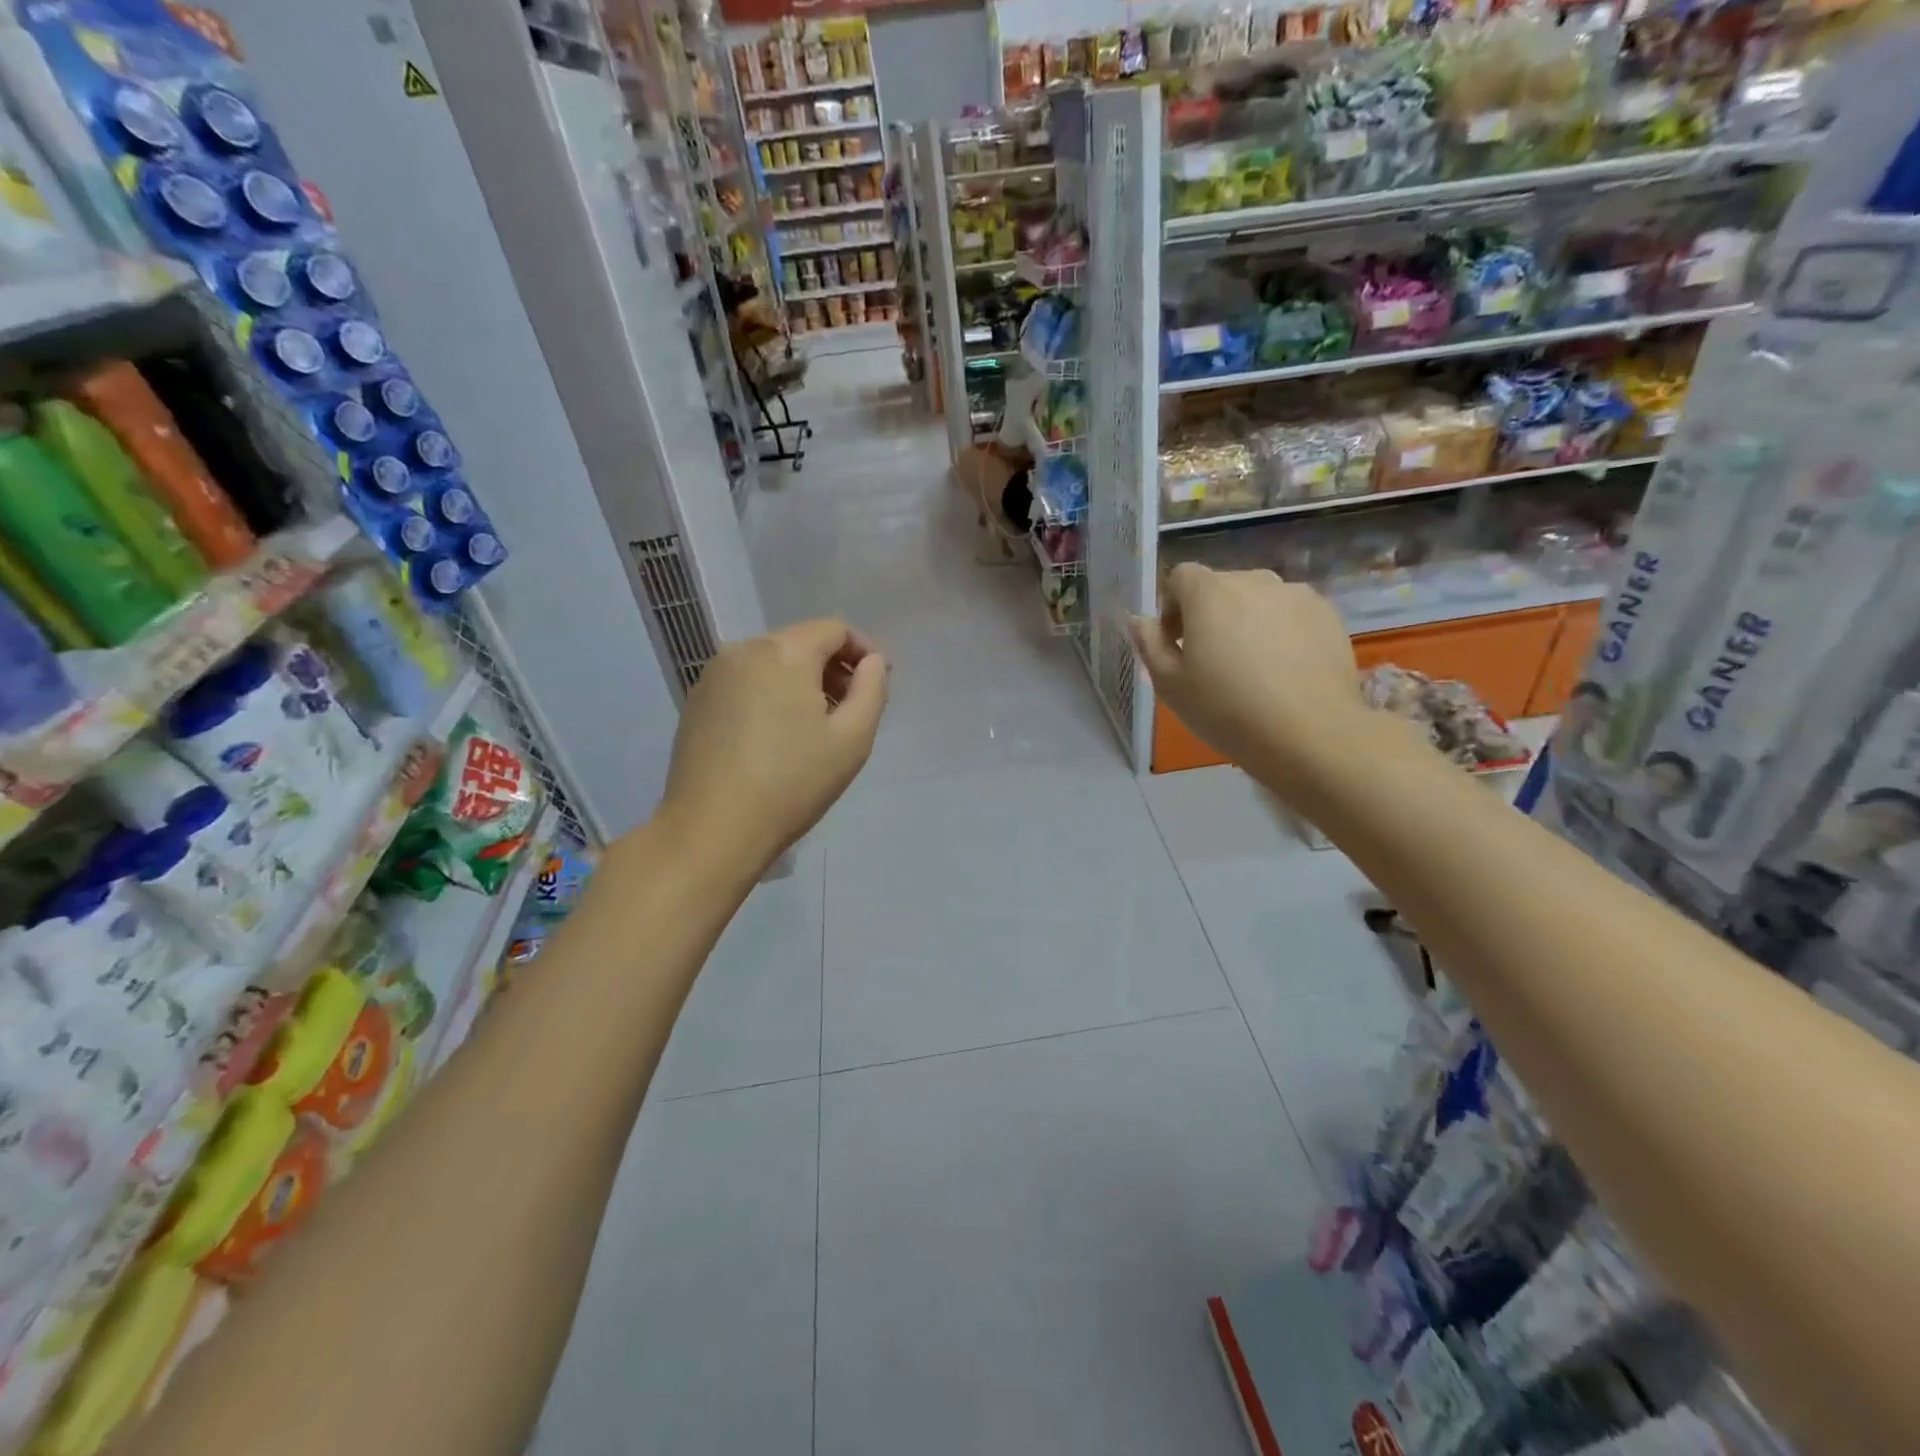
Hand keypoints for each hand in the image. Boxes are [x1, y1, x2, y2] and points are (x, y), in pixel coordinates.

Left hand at [660, 618, 887, 873]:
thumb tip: (872, 663)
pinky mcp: (696, 702)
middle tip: (851, 707)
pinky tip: (777, 736)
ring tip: (816, 726)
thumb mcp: (852, 739)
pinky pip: (745, 682)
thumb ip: (872, 689)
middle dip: (833, 666)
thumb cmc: (792, 783)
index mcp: (784, 652)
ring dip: (801, 681)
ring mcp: (713, 675)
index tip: (879, 681)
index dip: (864, 649)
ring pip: (771, 662)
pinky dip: (770, 694)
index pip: (834, 629)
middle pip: (800, 642)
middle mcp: (743, 650)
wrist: (712, 829)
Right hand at [1131, 565, 1362, 783]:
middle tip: (1210, 659)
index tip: (1176, 642)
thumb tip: (1139, 619)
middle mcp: (1254, 581)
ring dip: (1246, 620)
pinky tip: (1283, 669)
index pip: (1181, 576)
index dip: (1172, 606)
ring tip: (1251, 664)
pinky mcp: (1327, 615)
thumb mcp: (1170, 684)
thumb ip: (1149, 644)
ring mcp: (1296, 595)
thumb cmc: (1227, 710)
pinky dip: (1280, 630)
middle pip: (1220, 586)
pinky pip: (1290, 613)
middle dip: (1209, 613)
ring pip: (1258, 598)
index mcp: (1209, 593)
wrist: (1310, 734)